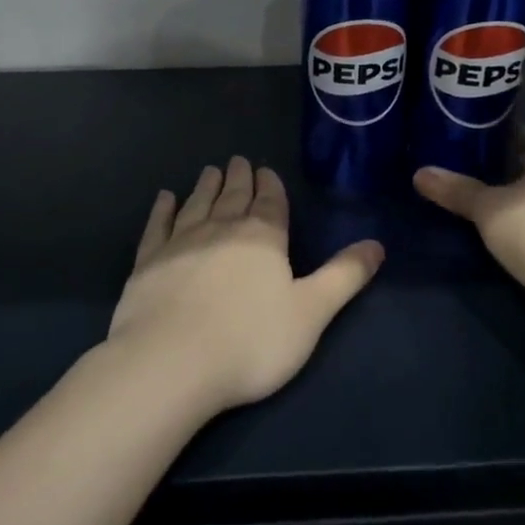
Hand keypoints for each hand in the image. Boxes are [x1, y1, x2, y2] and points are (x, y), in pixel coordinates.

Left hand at [108, 156, 384, 410]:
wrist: (171, 362)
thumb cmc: (251, 341)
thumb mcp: (312, 311)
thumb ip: (344, 276)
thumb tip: (377, 244)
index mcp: (263, 238)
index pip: (270, 202)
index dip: (270, 186)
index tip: (265, 170)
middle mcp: (221, 230)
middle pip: (232, 197)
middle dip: (238, 178)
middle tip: (238, 161)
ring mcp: (179, 243)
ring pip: (197, 204)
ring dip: (205, 186)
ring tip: (210, 170)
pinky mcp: (147, 262)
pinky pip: (157, 226)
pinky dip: (162, 209)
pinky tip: (165, 198)